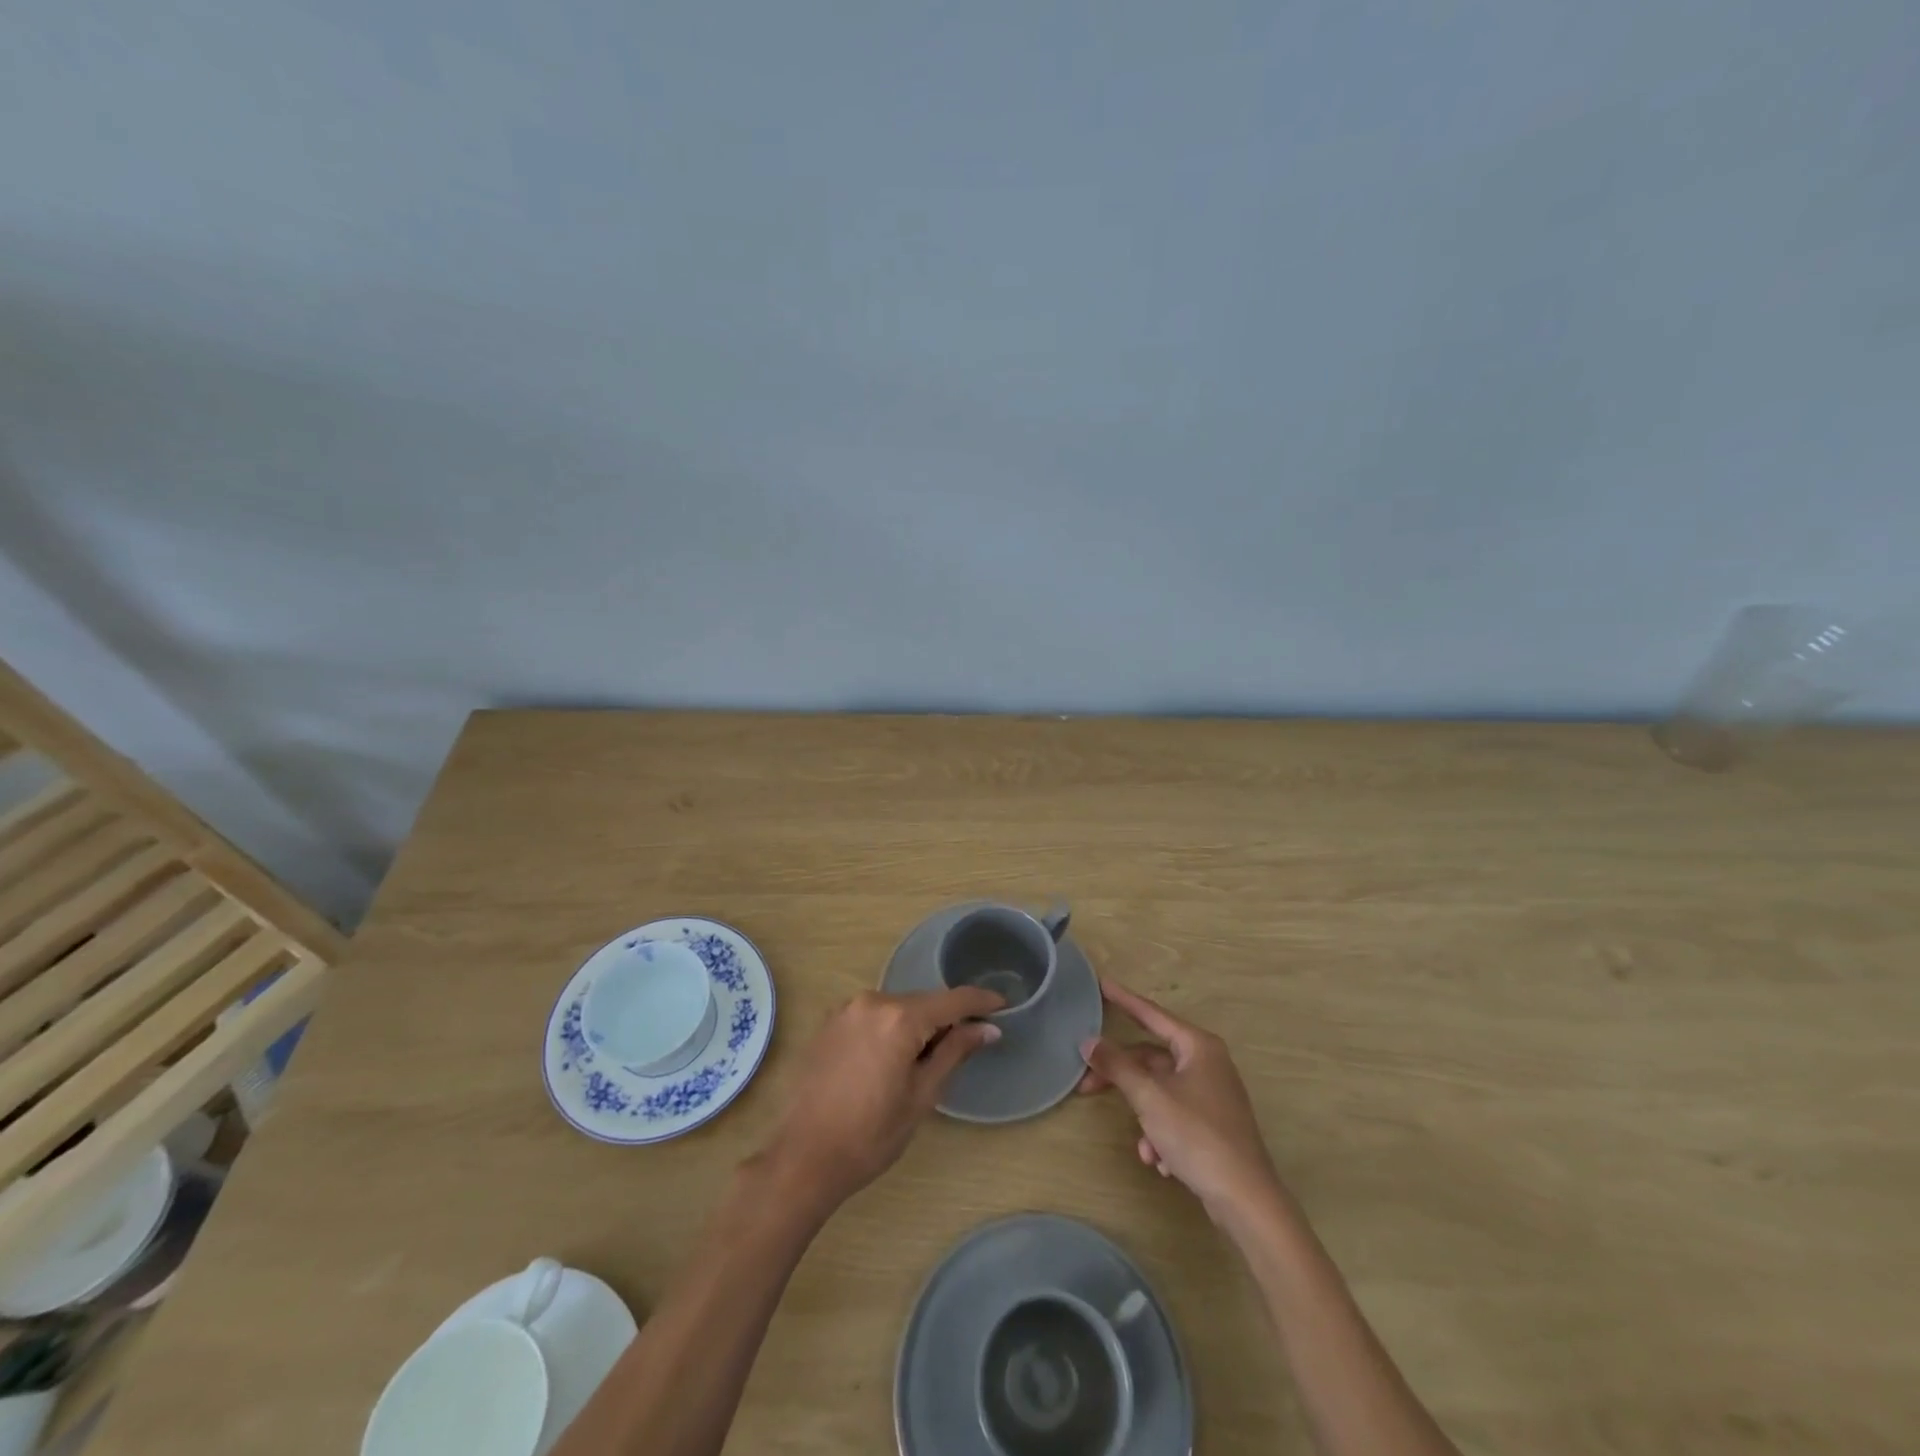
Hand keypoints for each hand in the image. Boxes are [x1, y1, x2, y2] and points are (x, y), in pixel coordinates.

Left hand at [761, 987, 1002, 1212]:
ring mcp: (846, 1009)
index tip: (1003, 1004)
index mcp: (899, 1018)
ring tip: (923, 1062)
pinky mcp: (829, 1022)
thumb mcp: (922, 1096)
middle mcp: (872, 1001)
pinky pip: (873, 1016)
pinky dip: (890, 1029)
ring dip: (916, 1026)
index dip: (980, 1002)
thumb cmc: (870, 1135)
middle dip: (945, 1020)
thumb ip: (955, 1052)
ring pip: (897, 1009)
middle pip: (923, 1003)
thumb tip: (988, 1029)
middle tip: (965, 1046)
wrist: (803, 1159)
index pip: (952, 1000)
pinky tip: (889, 1061)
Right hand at [1077, 981, 1279, 1220]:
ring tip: (1140, 1145)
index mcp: (1198, 1046)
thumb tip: (1089, 1041)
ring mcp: (1213, 1095)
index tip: (1101, 984)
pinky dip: (1162, 1133)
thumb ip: (1117, 1066)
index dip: (1124, 1000)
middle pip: (1152, 1058)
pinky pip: (1176, 1115)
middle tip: (1087, 1085)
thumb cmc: (1197, 1135)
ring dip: (1145, 1115)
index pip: (1152, 1014)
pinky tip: (1159, 1160)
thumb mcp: (1150, 1097)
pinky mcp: (1215, 1125)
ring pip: (1162, 1091)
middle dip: (1123, 1077)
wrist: (1246, 1199)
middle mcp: (1208, 1063)